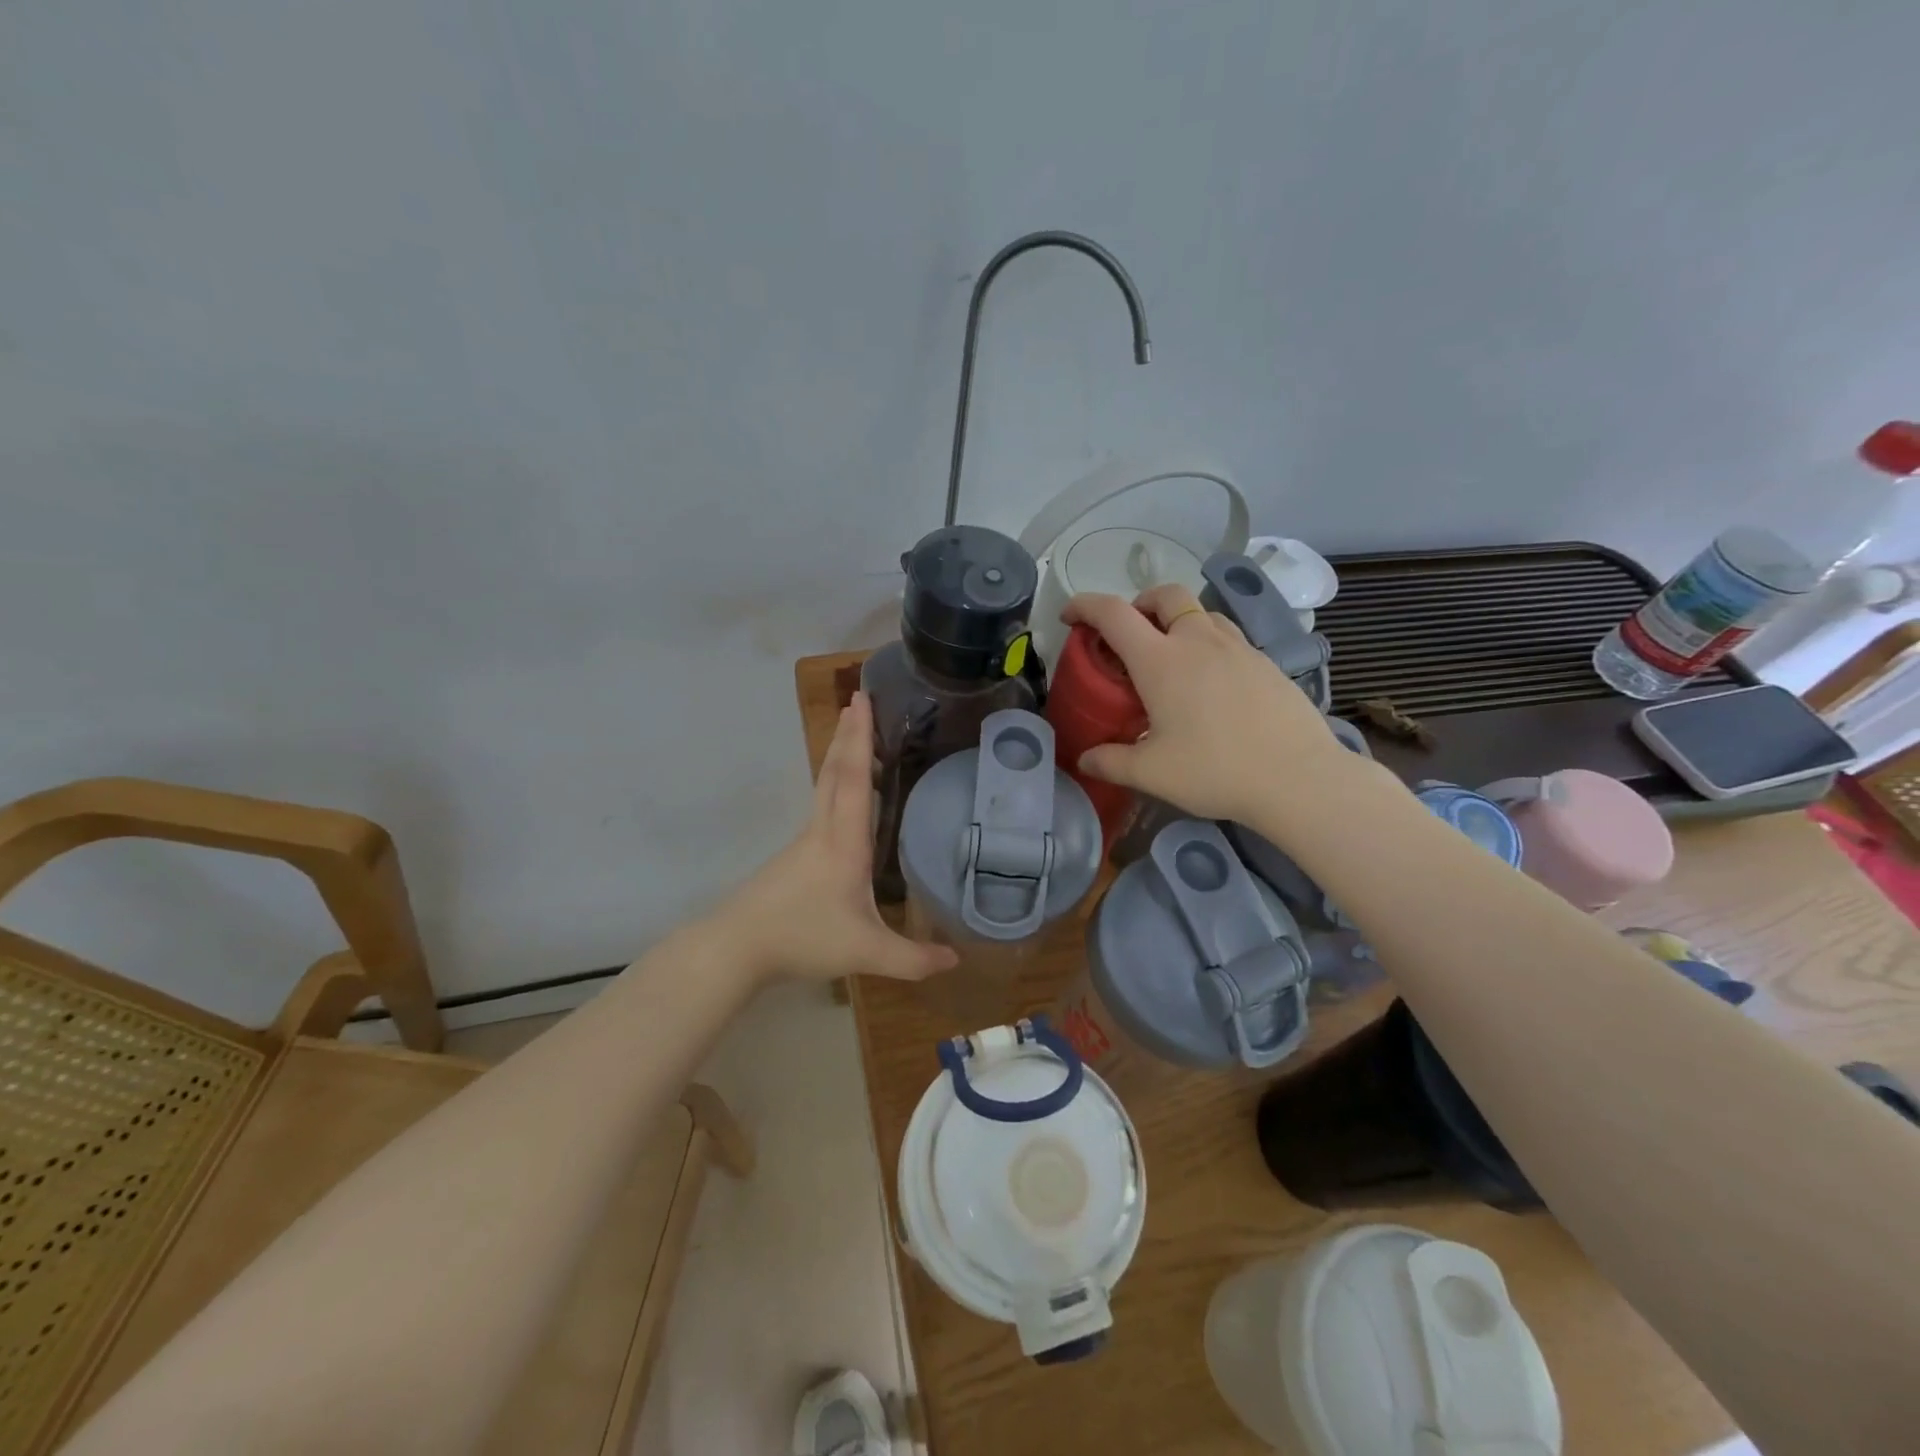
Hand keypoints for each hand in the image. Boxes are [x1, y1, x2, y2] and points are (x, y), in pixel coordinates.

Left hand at [716, 692, 958, 984]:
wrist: (736, 947)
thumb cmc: (802, 938)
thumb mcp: (865, 952)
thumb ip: (912, 960)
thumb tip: (957, 961)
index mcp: (844, 842)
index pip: (854, 778)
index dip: (860, 738)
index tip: (862, 700)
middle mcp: (823, 831)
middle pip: (834, 770)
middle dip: (848, 733)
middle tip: (859, 699)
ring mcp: (805, 841)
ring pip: (824, 785)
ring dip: (839, 754)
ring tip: (854, 734)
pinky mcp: (795, 855)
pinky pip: (822, 804)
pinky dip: (835, 782)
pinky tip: (844, 794)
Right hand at [1062, 586, 1356, 822]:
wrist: (1299, 778)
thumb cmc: (1216, 770)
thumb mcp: (1152, 773)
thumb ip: (1111, 762)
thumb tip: (1085, 760)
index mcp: (1161, 661)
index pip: (1113, 614)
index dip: (1084, 606)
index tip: (1070, 617)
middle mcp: (1198, 641)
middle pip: (1165, 594)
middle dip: (1139, 603)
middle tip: (1129, 636)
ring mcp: (1238, 648)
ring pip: (1201, 612)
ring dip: (1177, 621)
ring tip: (1170, 658)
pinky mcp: (1266, 663)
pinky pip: (1228, 637)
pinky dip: (1207, 644)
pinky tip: (1211, 684)